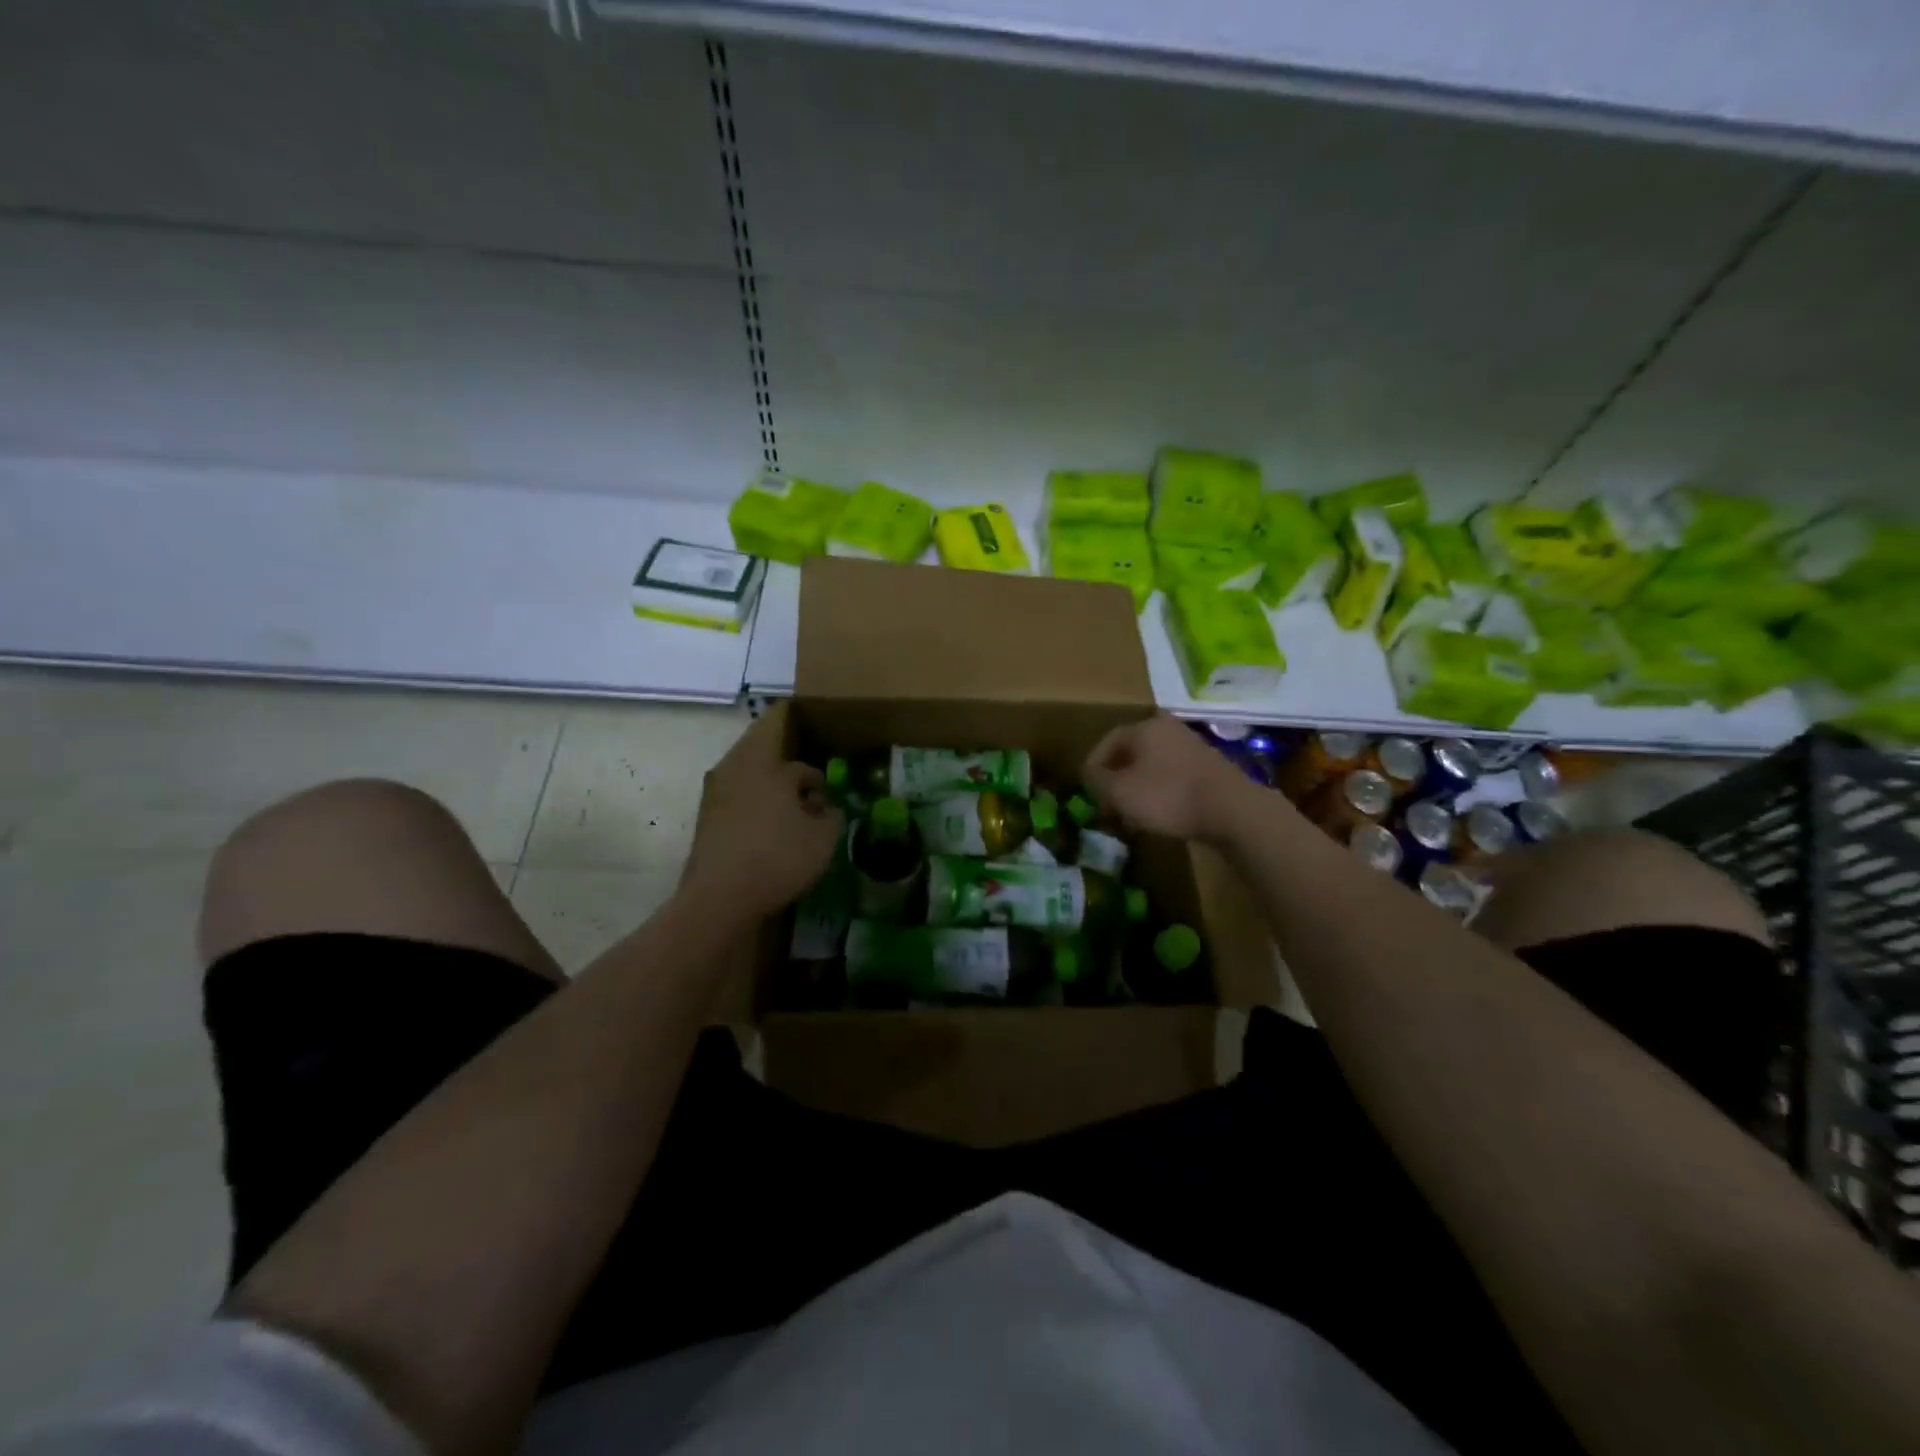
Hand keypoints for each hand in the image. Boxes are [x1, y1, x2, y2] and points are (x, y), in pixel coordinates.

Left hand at [681, 703, 843, 917]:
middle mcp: (734, 767)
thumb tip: (827, 807)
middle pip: (764, 748)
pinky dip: (762, 802)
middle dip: (791, 758)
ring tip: (804, 804)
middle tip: (818, 772)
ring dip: (776, 783)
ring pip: (752, 774)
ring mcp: (715, 793)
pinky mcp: (708, 819)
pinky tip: (780, 826)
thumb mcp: (823, 836)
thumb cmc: (778, 856)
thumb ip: (832, 814)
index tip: (815, 717)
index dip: (797, 716)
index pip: (778, 719)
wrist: (718, 900)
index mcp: (762, 758)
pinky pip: (741, 796)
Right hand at [1082, 715, 1258, 842]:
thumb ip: (1097, 781)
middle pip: (1131, 754)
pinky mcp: (1209, 770)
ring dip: (1137, 790)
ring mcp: (1192, 748)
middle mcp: (1169, 730)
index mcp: (1145, 727)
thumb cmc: (1168, 796)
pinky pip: (1173, 778)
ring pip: (1152, 768)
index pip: (1107, 742)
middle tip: (1107, 806)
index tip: (1087, 793)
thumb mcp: (1120, 792)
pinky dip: (1160, 794)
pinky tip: (1159, 817)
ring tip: (1131, 817)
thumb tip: (1090, 774)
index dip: (1093, 768)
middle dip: (1116, 781)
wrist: (1232, 811)